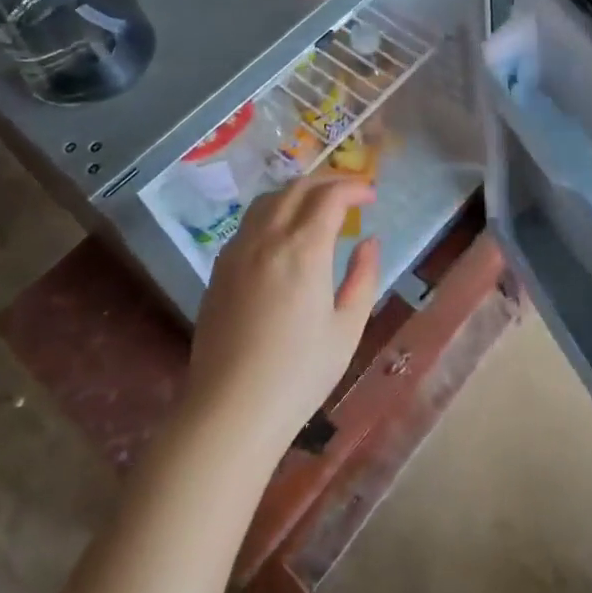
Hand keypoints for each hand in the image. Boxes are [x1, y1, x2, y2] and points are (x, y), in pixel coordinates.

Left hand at [186, 176, 381, 452]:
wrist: (230, 411)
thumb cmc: (299, 374)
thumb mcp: (347, 328)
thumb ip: (363, 276)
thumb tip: (370, 241)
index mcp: (303, 250)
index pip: (330, 196)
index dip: (354, 187)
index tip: (372, 195)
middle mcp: (267, 239)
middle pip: (297, 187)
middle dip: (328, 181)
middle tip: (350, 194)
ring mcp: (237, 252)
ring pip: (268, 200)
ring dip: (297, 192)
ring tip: (318, 208)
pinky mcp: (219, 270)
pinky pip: (248, 223)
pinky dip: (273, 212)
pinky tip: (284, 236)